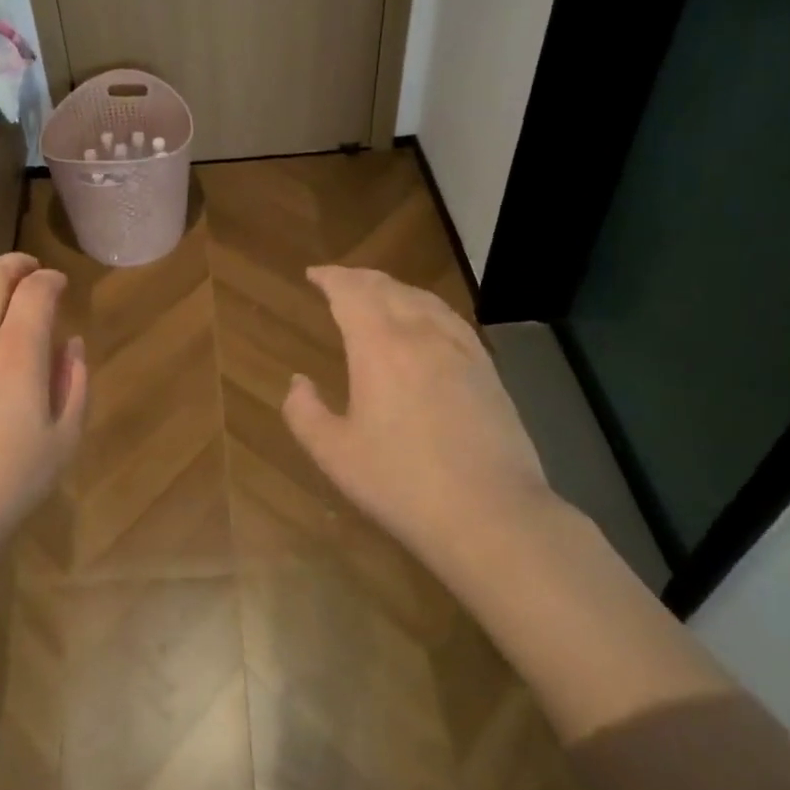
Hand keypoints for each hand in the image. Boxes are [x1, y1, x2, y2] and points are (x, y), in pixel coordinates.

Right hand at [283, 266, 556, 575]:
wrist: (490, 514)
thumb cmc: (401, 483)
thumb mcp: (334, 454)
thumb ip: (304, 413)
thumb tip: (299, 382)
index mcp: (379, 347)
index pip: (352, 292)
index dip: (331, 278)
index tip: (313, 275)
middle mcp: (421, 334)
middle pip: (387, 288)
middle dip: (359, 278)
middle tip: (339, 281)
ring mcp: (460, 350)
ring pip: (422, 299)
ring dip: (393, 289)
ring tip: (377, 294)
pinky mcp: (486, 369)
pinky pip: (450, 319)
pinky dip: (426, 307)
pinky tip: (426, 322)